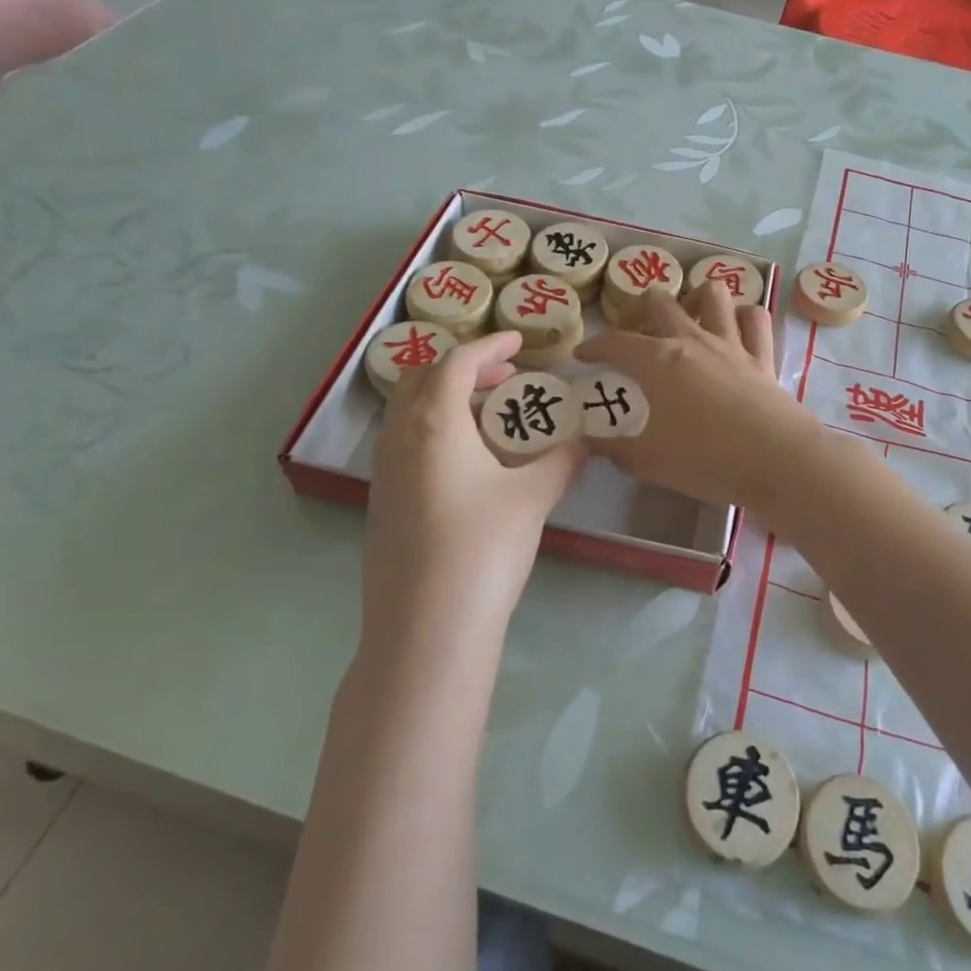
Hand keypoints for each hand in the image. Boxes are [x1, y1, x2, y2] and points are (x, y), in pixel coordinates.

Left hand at [364, 330, 586, 642]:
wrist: (426, 629)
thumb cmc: (483, 548)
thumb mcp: (533, 497)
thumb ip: (563, 459)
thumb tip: (587, 440)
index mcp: (434, 422)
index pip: (456, 362)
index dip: (489, 345)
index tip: (520, 341)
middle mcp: (400, 437)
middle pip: (423, 377)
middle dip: (465, 367)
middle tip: (507, 377)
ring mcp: (385, 471)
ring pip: (411, 411)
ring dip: (449, 399)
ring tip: (494, 416)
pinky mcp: (383, 502)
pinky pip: (408, 442)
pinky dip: (438, 429)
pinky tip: (472, 461)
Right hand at [576, 285, 818, 511]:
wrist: (776, 460)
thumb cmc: (706, 459)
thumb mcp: (650, 461)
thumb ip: (616, 450)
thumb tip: (591, 444)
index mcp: (658, 361)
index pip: (616, 342)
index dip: (595, 345)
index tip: (583, 355)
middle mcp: (693, 341)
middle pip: (661, 302)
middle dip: (641, 307)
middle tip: (636, 329)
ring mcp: (732, 344)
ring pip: (713, 294)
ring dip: (696, 298)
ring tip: (688, 316)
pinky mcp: (763, 357)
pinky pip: (755, 319)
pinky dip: (744, 316)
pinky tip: (736, 327)